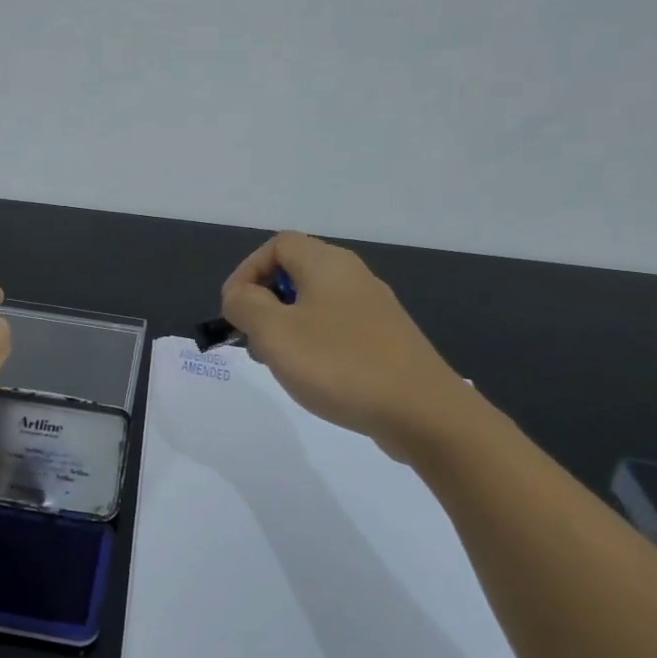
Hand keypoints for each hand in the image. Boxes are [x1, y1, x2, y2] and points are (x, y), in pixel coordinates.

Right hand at [220, 232, 480, 460]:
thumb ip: (245, 305)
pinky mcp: (387, 339)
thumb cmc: (340, 364)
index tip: (234, 311)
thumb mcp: (275, 332)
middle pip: (295, 272)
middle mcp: (353, 276)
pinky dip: (315, 343)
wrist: (422, 412)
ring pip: (315, 303)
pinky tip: (315, 377)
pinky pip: (337, 328)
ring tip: (280, 363)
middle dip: (264, 302)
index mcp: (327, 264)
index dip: (246, 272)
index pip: (276, 245)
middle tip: (253, 339)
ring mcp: (375, 309)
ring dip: (287, 326)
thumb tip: (240, 296)